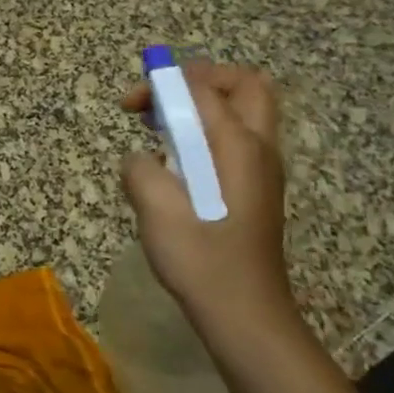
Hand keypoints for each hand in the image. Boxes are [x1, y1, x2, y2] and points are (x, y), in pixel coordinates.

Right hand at [119, 61, 298, 352]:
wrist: (244, 313)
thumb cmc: (201, 259)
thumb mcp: (156, 210)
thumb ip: (140, 170)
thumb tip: (140, 159)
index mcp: (238, 146)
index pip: (203, 89)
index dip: (164, 84)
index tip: (130, 104)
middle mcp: (260, 148)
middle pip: (245, 85)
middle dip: (201, 79)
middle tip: (165, 99)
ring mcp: (263, 170)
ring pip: (246, 112)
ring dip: (205, 106)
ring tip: (164, 130)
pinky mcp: (257, 190)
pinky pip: (238, 140)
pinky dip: (209, 134)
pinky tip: (180, 165)